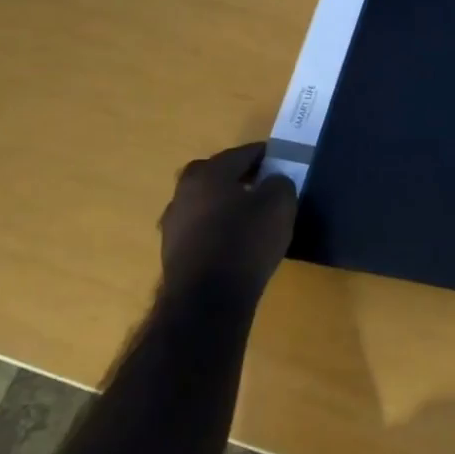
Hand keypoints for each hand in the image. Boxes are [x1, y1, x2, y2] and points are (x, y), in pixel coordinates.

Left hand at [158, 143, 296, 310]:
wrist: (207, 300)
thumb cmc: (245, 242)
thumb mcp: (279, 205)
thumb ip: (280, 183)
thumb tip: (273, 181)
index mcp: (208, 173)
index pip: (241, 153)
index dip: (265, 155)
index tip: (281, 160)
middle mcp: (184, 192)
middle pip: (216, 175)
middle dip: (240, 176)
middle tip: (263, 184)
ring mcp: (173, 223)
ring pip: (205, 202)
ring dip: (225, 203)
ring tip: (250, 215)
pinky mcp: (172, 252)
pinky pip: (200, 227)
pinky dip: (217, 227)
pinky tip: (235, 240)